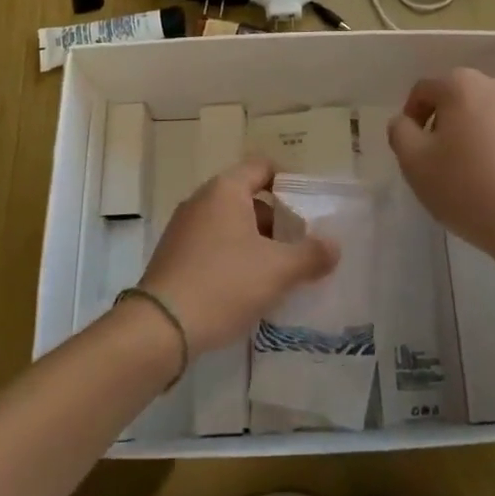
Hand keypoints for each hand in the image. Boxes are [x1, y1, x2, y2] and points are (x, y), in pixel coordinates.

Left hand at [139, 157, 339, 354]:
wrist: (160, 328)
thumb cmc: (224, 284)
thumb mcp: (278, 270)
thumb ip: (311, 254)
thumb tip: (334, 246)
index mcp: (225, 190)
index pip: (263, 167)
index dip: (289, 183)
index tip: (309, 210)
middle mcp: (201, 200)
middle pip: (248, 197)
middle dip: (277, 221)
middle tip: (300, 248)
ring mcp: (183, 228)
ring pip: (231, 225)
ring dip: (256, 243)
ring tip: (279, 273)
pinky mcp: (174, 256)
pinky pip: (213, 246)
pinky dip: (234, 258)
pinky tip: (248, 289)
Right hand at [388, 69, 494, 276]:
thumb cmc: (467, 188)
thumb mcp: (414, 162)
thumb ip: (400, 131)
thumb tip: (406, 121)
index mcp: (462, 85)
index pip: (424, 91)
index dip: (413, 117)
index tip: (414, 148)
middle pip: (461, 99)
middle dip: (448, 123)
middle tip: (443, 160)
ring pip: (492, 114)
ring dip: (479, 133)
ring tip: (477, 170)